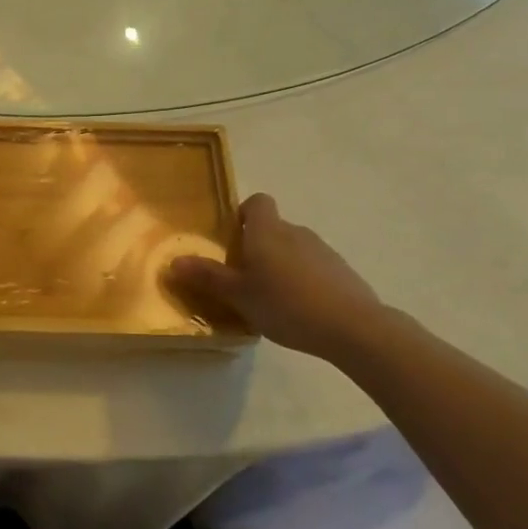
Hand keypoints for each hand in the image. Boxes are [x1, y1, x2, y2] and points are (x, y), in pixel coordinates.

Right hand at [172, 194, 388, 358]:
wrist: (353, 327)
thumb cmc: (286, 303)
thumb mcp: (238, 294)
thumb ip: (207, 277)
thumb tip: (174, 261)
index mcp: (267, 231)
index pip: (257, 202)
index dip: (244, 213)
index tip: (233, 238)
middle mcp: (295, 232)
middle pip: (273, 228)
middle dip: (258, 247)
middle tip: (244, 278)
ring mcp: (323, 251)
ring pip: (294, 249)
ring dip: (281, 265)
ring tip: (271, 299)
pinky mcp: (342, 272)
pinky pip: (314, 268)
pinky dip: (304, 281)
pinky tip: (299, 311)